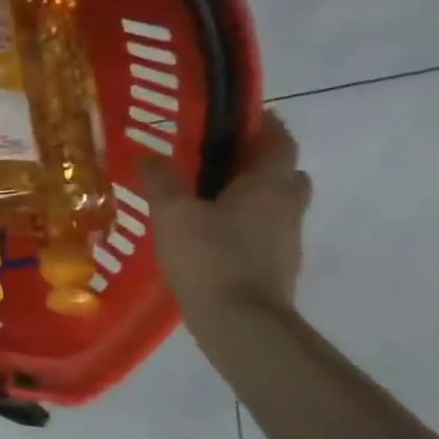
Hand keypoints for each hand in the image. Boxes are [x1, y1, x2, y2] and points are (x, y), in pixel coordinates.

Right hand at [139, 108, 312, 324]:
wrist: (241, 322)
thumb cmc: (210, 257)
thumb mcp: (172, 214)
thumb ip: (161, 181)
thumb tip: (150, 155)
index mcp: (268, 183)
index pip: (278, 140)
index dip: (262, 124)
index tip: (236, 116)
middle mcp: (287, 204)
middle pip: (283, 172)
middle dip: (257, 161)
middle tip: (218, 159)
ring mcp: (287, 237)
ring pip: (277, 202)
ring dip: (253, 194)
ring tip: (209, 196)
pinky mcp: (278, 263)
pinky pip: (265, 229)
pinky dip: (246, 222)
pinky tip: (212, 233)